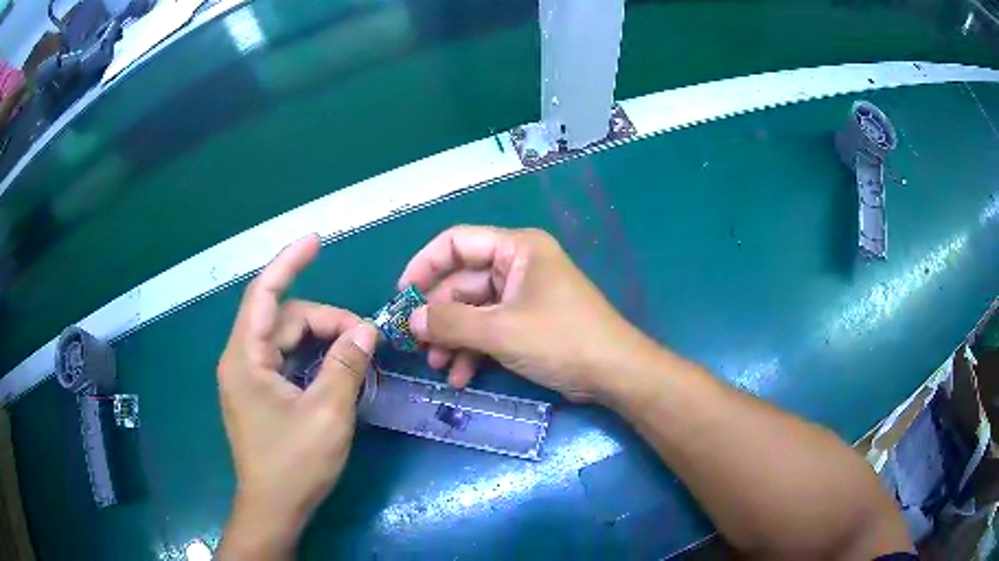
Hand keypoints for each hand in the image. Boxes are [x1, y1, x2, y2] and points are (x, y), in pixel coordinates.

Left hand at [217, 234, 377, 558]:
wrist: (273, 509)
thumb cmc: (294, 464)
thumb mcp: (327, 413)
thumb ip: (346, 365)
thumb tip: (366, 329)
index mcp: (246, 358)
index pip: (263, 294)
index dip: (288, 263)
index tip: (316, 241)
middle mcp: (242, 360)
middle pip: (284, 321)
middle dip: (325, 321)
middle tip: (367, 339)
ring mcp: (250, 378)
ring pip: (288, 342)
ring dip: (322, 341)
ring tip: (358, 354)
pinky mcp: (260, 394)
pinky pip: (288, 362)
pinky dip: (313, 359)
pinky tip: (338, 370)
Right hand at [399, 226, 652, 402]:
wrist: (613, 373)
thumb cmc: (561, 340)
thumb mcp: (501, 331)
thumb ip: (451, 322)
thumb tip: (411, 319)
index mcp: (517, 249)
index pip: (457, 243)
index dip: (425, 266)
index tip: (402, 295)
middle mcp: (518, 266)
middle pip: (463, 282)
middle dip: (439, 315)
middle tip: (416, 343)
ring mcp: (523, 296)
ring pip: (474, 311)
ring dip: (453, 338)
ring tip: (437, 366)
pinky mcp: (527, 322)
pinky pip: (490, 329)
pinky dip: (473, 350)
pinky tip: (460, 377)